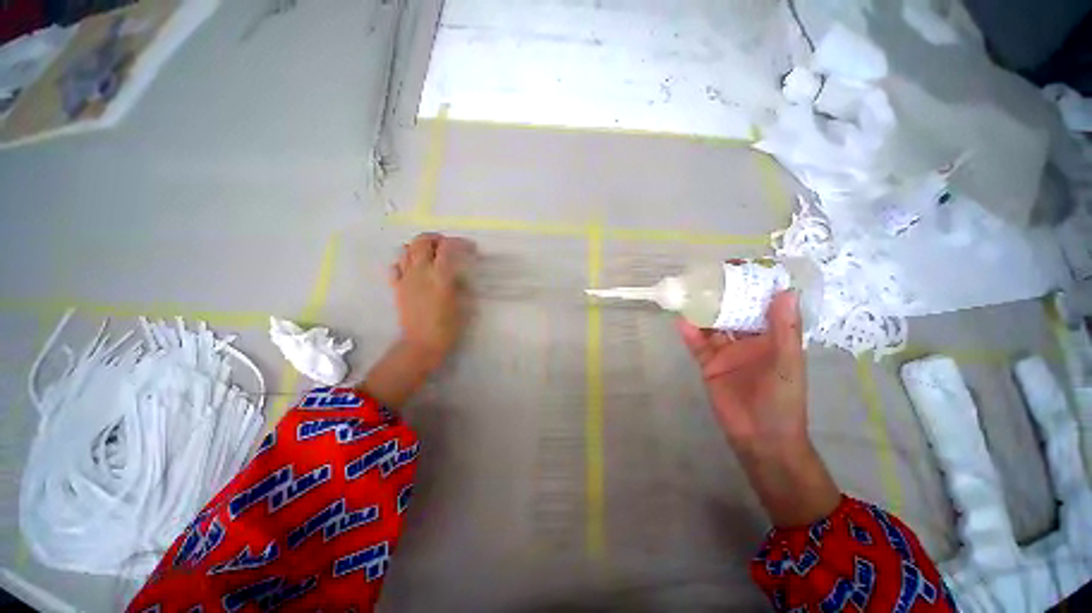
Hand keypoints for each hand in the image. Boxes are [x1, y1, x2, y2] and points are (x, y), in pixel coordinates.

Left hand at [361, 233, 475, 407]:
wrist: (421, 344)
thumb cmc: (447, 327)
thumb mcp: (463, 303)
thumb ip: (461, 283)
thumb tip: (459, 272)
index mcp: (440, 276)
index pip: (448, 248)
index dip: (460, 243)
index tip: (470, 248)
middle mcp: (420, 272)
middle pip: (422, 241)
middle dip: (436, 238)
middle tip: (447, 245)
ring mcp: (405, 278)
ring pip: (406, 250)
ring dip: (419, 247)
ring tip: (431, 254)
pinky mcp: (397, 287)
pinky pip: (395, 267)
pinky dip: (404, 262)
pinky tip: (413, 268)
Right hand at [677, 291, 807, 452]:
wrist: (760, 438)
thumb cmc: (783, 401)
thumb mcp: (788, 364)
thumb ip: (783, 330)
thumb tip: (785, 291)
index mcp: (772, 337)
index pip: (762, 305)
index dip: (754, 286)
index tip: (741, 267)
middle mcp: (748, 339)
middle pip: (733, 311)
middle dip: (722, 294)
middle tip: (708, 276)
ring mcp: (726, 351)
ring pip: (712, 325)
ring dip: (702, 310)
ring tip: (689, 292)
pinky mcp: (708, 363)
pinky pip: (697, 344)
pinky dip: (689, 332)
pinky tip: (680, 320)